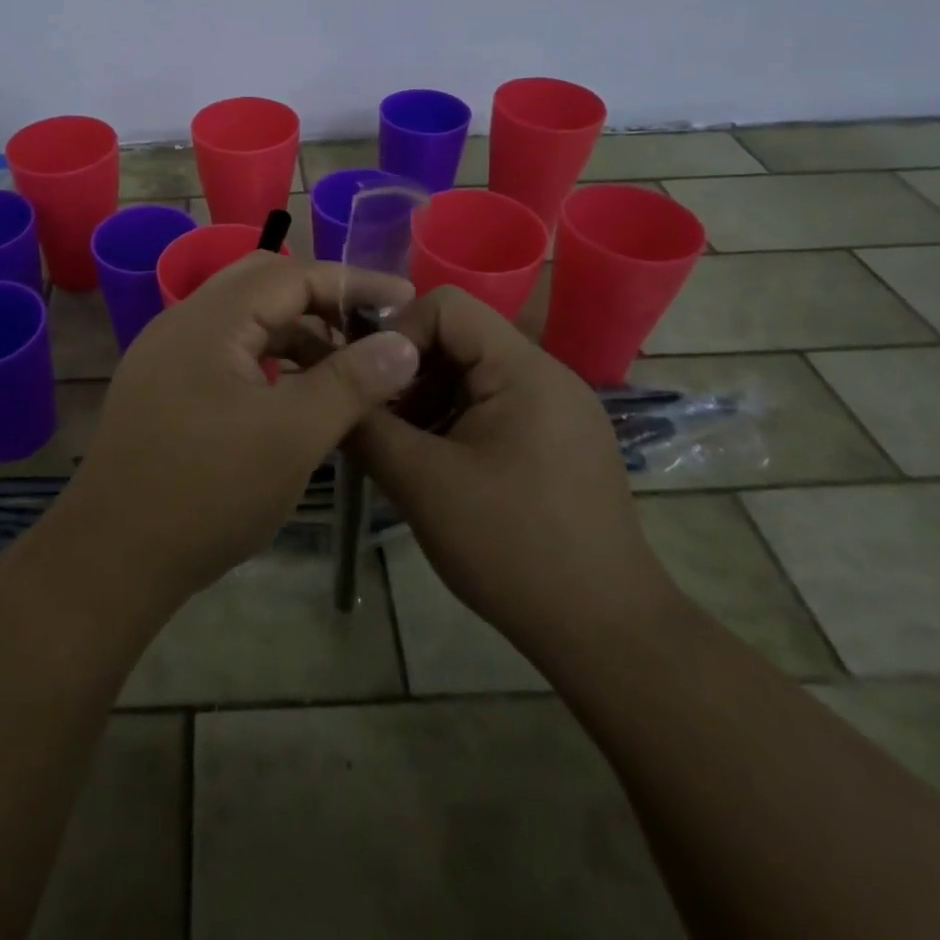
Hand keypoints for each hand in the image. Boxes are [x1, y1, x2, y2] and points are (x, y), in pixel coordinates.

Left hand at [62, 254, 421, 602]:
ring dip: (294, 333)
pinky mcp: (162, 387)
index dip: (353, 283)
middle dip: (321, 301)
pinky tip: (291, 395)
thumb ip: (351, 382)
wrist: (112, 557)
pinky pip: (224, 352)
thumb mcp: (293, 435)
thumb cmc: (209, 490)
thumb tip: (403, 342)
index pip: (293, 274)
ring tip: (342, 369)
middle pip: (263, 285)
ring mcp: (166, 354)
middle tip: (370, 331)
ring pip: (243, 320)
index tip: (405, 302)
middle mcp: (183, 321)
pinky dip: (266, 360)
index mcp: (211, 318)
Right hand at [350, 286, 673, 651]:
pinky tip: (438, 469)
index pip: (446, 305)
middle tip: (376, 421)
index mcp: (523, 370)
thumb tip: (331, 392)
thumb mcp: (422, 484)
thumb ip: (367, 427)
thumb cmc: (512, 547)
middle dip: (408, 373)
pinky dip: (455, 423)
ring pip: (473, 375)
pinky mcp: (560, 442)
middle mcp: (547, 376)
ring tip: (403, 451)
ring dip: (427, 401)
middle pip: (459, 339)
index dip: (397, 332)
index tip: (368, 382)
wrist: (608, 634)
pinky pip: (494, 407)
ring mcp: (559, 410)